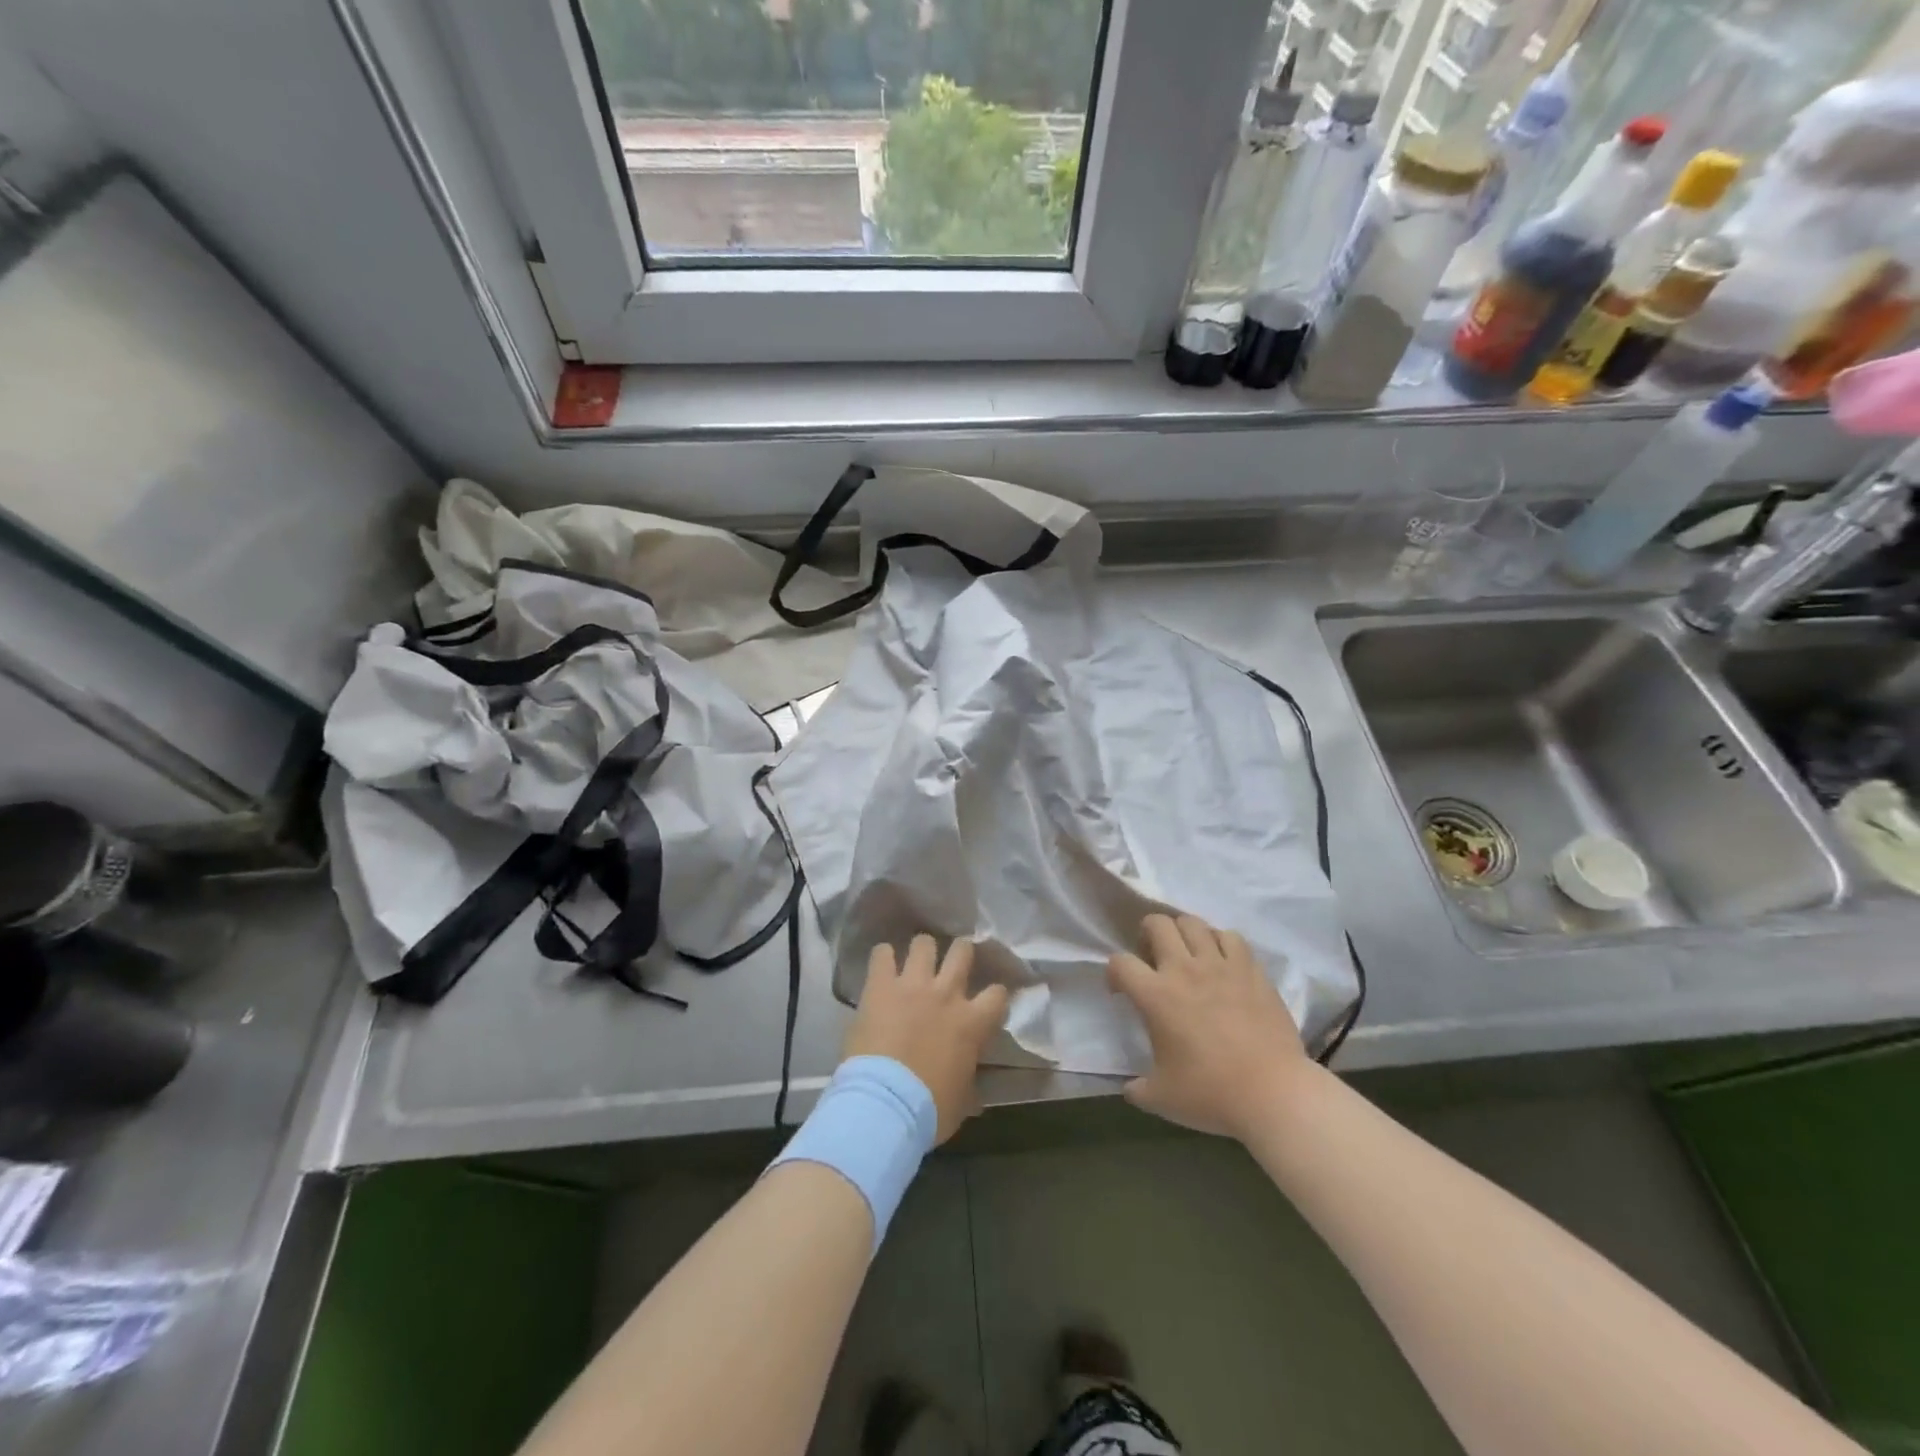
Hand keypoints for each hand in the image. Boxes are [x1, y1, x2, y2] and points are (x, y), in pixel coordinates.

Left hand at [844, 936, 1009, 1143]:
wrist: (886, 1103)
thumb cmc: (930, 1110)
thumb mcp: (962, 1100)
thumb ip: (968, 1080)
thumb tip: (971, 1090)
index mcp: (973, 1023)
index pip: (998, 993)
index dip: (995, 994)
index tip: (988, 1000)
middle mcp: (947, 994)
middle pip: (962, 951)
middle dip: (960, 953)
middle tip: (952, 963)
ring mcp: (913, 985)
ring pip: (924, 943)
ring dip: (921, 950)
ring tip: (915, 959)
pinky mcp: (881, 985)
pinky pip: (882, 954)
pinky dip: (883, 956)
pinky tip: (882, 964)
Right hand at [1106, 914, 1309, 1140]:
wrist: (1274, 1094)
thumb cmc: (1212, 1095)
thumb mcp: (1162, 1099)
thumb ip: (1138, 1088)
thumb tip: (1130, 1088)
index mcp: (1155, 996)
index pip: (1120, 962)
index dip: (1114, 973)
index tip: (1121, 991)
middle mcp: (1184, 969)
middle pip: (1157, 923)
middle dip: (1147, 934)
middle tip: (1153, 958)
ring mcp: (1221, 965)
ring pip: (1194, 923)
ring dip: (1183, 933)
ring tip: (1187, 954)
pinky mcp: (1251, 970)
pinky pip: (1231, 937)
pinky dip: (1220, 942)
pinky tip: (1222, 961)